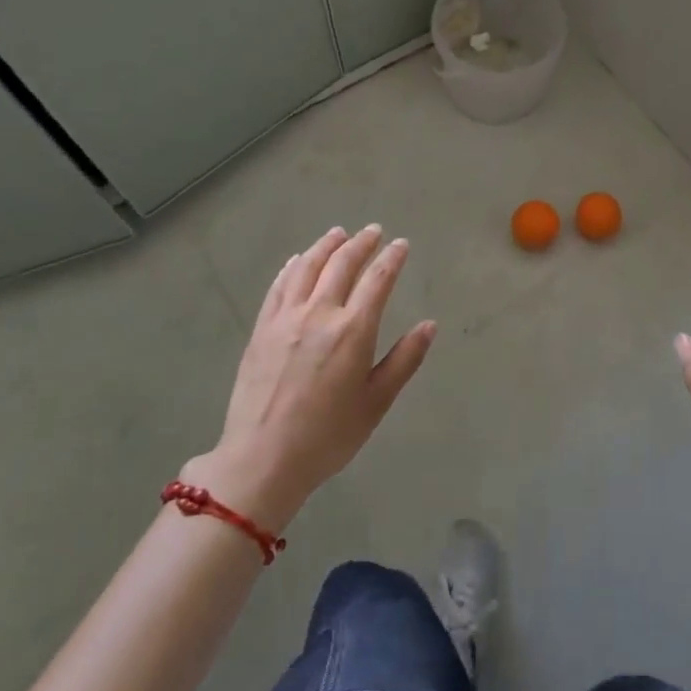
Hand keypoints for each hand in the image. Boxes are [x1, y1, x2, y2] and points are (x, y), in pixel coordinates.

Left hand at [187, 225, 434, 530]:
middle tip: (374, 231)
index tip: (401, 244)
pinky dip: (291, 267)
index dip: (391, 258)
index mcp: (353, 330)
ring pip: (307, 267)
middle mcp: (319, 313)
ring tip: (338, 233)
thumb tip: (429, 325)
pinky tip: (298, 260)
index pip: (377, 280)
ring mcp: (286, 318)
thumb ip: (404, 360)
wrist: (262, 459)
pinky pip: (278, 286)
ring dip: (326, 245)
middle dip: (361, 243)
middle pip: (342, 264)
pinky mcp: (261, 329)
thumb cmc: (328, 436)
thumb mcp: (376, 402)